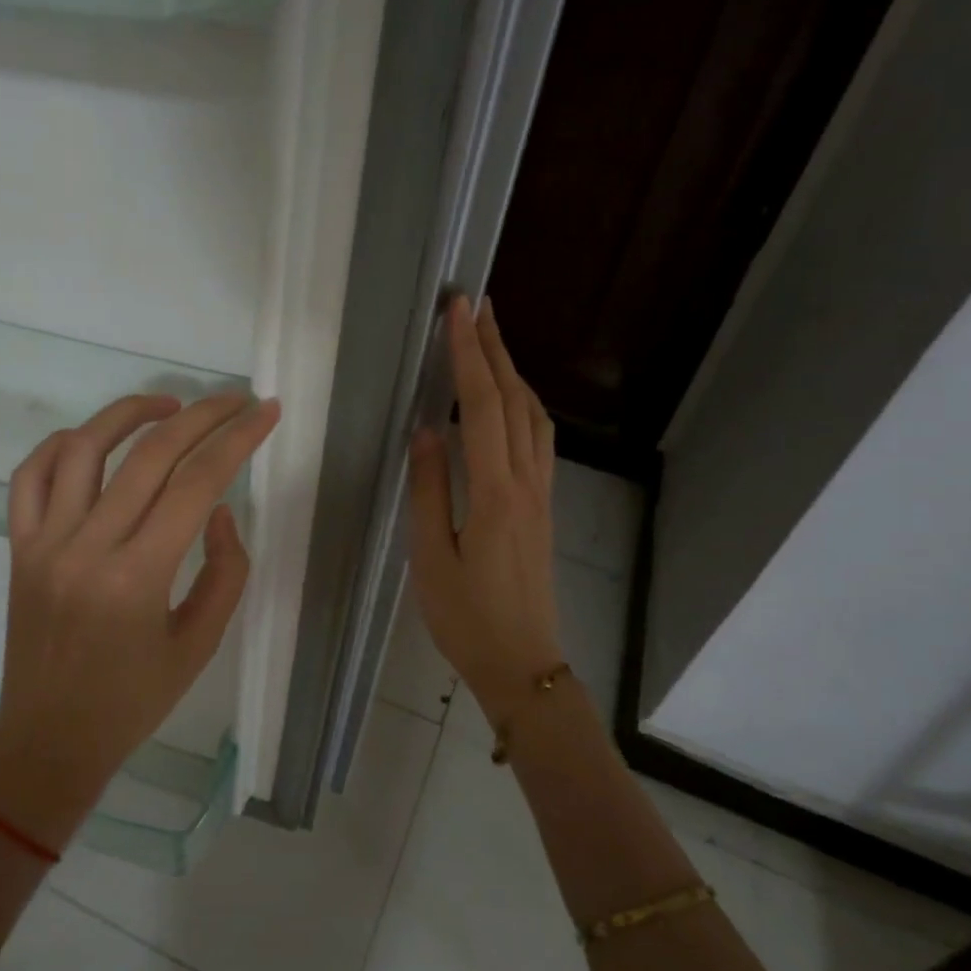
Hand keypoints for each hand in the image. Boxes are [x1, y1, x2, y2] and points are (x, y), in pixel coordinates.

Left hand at [0, 391, 281, 849]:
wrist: (49, 740)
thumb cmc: (134, 701)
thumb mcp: (200, 644)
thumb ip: (225, 572)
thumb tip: (219, 509)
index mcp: (138, 578)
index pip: (197, 483)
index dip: (238, 439)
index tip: (265, 411)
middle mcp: (87, 547)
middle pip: (150, 454)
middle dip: (202, 415)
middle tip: (235, 399)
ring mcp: (44, 543)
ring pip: (83, 448)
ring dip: (130, 413)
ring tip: (171, 406)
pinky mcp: (18, 547)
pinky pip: (29, 476)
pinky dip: (62, 445)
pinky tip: (95, 440)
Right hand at [407, 296, 562, 722]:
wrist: (523, 665)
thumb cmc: (467, 618)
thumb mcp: (432, 558)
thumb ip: (429, 491)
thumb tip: (427, 430)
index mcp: (496, 493)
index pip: (484, 406)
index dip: (469, 355)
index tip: (458, 310)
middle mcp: (527, 484)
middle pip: (516, 401)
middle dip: (496, 348)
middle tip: (477, 305)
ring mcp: (541, 496)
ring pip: (535, 418)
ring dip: (514, 373)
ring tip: (491, 342)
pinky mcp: (543, 509)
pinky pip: (538, 441)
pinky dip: (523, 405)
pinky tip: (509, 403)